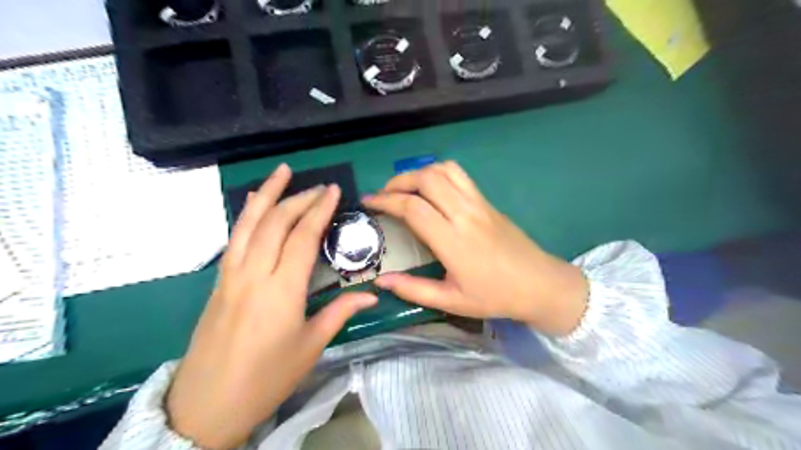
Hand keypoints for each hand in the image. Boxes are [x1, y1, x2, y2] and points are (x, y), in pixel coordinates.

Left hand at [166, 164, 379, 449]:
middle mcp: (253, 274)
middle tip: (321, 187)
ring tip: (282, 172)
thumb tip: (371, 295)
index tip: (334, 191)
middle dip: (300, 198)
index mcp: (281, 290)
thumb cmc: (266, 378)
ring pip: (249, 223)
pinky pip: (235, 237)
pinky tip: (256, 202)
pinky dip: (248, 214)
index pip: (302, 237)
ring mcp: (231, 275)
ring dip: (267, 194)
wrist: (207, 404)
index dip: (320, 210)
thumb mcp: (310, 346)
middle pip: (276, 222)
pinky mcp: (218, 280)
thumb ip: (340, 312)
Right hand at [366, 161, 586, 337]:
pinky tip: (430, 188)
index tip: (369, 202)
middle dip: (398, 181)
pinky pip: (459, 174)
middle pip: (426, 179)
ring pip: (444, 170)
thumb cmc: (495, 296)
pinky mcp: (487, 201)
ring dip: (418, 173)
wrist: (539, 284)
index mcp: (454, 241)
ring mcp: (479, 203)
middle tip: (383, 195)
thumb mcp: (451, 301)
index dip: (386, 201)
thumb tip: (380, 281)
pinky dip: (438, 172)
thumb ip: (413, 289)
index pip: (413, 208)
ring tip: (404, 188)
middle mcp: (465, 214)